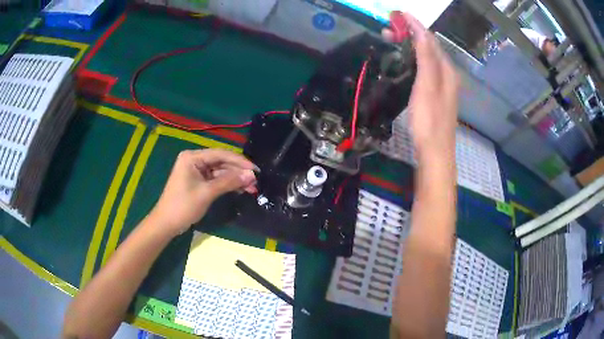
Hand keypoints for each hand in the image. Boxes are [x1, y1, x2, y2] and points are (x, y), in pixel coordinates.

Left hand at [149, 149, 257, 235]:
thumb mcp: (207, 193)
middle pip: (221, 162)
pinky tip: (241, 189)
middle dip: (238, 171)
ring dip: (235, 179)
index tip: (256, 169)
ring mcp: (196, 171)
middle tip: (256, 180)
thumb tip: (251, 176)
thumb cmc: (183, 206)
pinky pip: (216, 179)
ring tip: (252, 188)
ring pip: (220, 172)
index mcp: (192, 157)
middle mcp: (195, 160)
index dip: (239, 161)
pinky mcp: (198, 181)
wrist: (166, 223)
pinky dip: (228, 184)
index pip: (220, 154)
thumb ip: (229, 182)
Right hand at [383, 12, 458, 163]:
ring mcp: (442, 85)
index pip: (430, 40)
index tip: (398, 14)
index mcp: (446, 70)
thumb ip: (426, 58)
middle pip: (430, 47)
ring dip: (411, 45)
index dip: (415, 25)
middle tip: (390, 28)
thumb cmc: (429, 119)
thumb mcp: (427, 85)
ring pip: (427, 57)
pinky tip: (406, 60)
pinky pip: (426, 67)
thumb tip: (421, 32)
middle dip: (411, 33)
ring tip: (394, 39)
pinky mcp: (435, 94)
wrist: (435, 151)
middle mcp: (447, 74)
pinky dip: (414, 58)